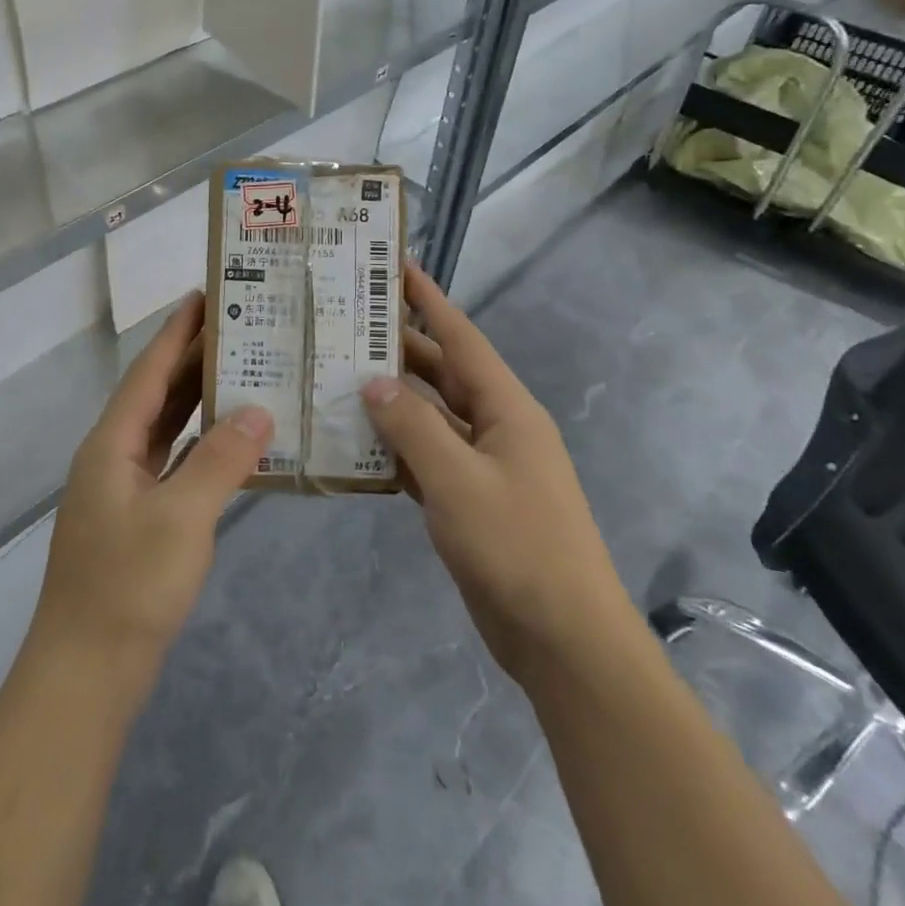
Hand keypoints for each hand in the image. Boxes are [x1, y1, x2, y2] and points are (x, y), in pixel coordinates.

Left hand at [30, 293, 271, 675]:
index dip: (176, 332)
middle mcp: (113, 457)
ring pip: (166, 428)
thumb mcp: (182, 517)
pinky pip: (174, 463)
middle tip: (239, 327)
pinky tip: (233, 441)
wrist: (86, 674)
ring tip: (243, 370)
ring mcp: (124, 490)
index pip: (148, 372)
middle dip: (193, 359)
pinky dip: (202, 445)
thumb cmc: (128, 586)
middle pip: (157, 394)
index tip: (204, 295)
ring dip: (199, 400)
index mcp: (112, 444)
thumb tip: (258, 409)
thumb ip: (221, 459)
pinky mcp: (139, 520)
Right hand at [361, 267, 631, 688]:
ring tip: (340, 375)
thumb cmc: (517, 547)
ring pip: (431, 417)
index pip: (461, 338)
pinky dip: (397, 447)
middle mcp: (496, 427)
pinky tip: (359, 442)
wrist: (564, 639)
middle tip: (347, 324)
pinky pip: (428, 458)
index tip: (398, 265)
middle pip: (442, 374)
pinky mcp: (470, 500)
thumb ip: (413, 426)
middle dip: (399, 348)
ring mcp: (484, 466)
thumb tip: (374, 382)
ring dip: (392, 399)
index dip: (430, 300)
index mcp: (506, 409)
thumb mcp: (458, 481)